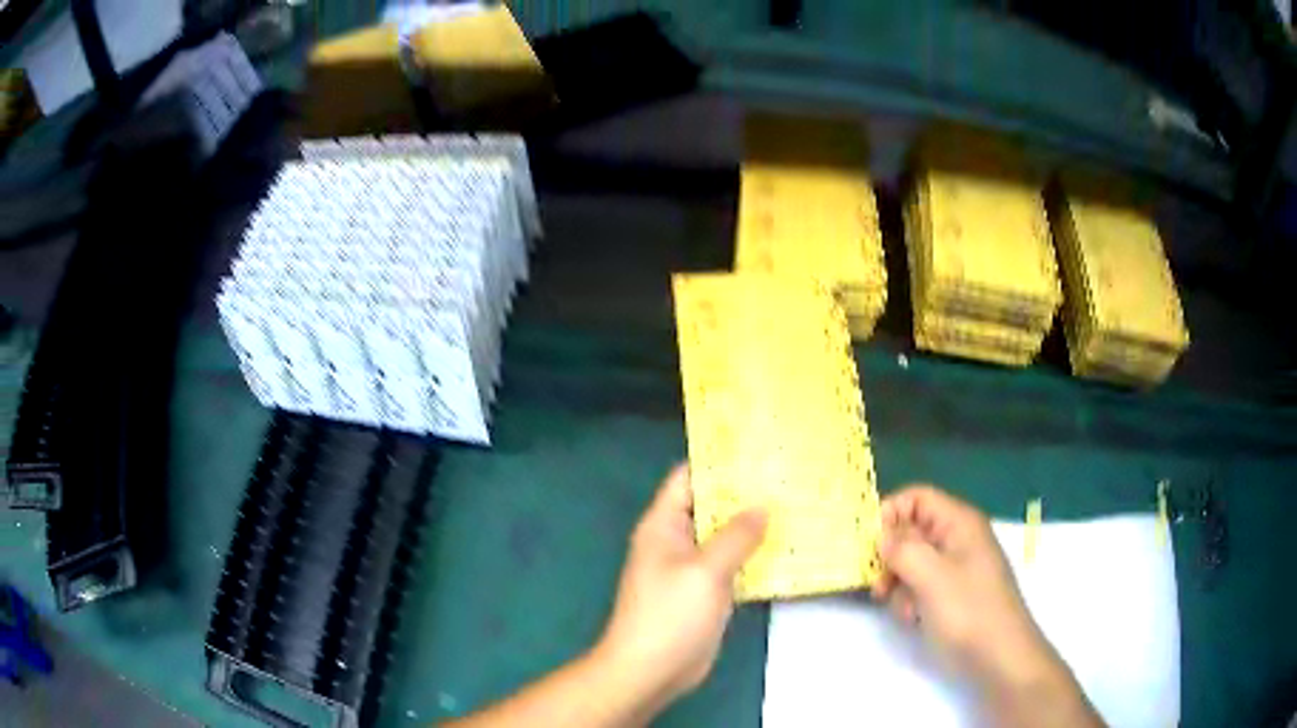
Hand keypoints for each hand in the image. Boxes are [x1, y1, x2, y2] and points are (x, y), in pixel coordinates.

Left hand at [594, 464, 766, 711]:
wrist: (650, 671)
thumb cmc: (669, 615)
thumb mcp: (705, 571)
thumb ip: (736, 536)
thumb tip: (762, 507)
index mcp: (664, 525)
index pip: (689, 478)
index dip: (720, 461)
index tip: (760, 450)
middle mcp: (677, 540)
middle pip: (712, 506)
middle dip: (746, 494)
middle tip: (789, 477)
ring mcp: (692, 568)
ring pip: (725, 536)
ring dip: (754, 526)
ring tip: (797, 505)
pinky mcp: (706, 592)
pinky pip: (732, 564)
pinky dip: (754, 556)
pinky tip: (787, 548)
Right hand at [871, 485, 1046, 683]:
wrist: (999, 656)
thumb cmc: (968, 611)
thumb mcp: (931, 576)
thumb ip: (902, 549)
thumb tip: (881, 535)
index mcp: (959, 522)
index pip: (917, 498)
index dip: (890, 514)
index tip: (868, 545)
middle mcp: (957, 538)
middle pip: (911, 531)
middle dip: (891, 557)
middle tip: (879, 586)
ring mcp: (955, 567)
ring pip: (912, 562)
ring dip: (899, 584)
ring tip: (904, 610)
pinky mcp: (951, 593)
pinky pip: (921, 585)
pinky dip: (910, 600)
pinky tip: (914, 619)